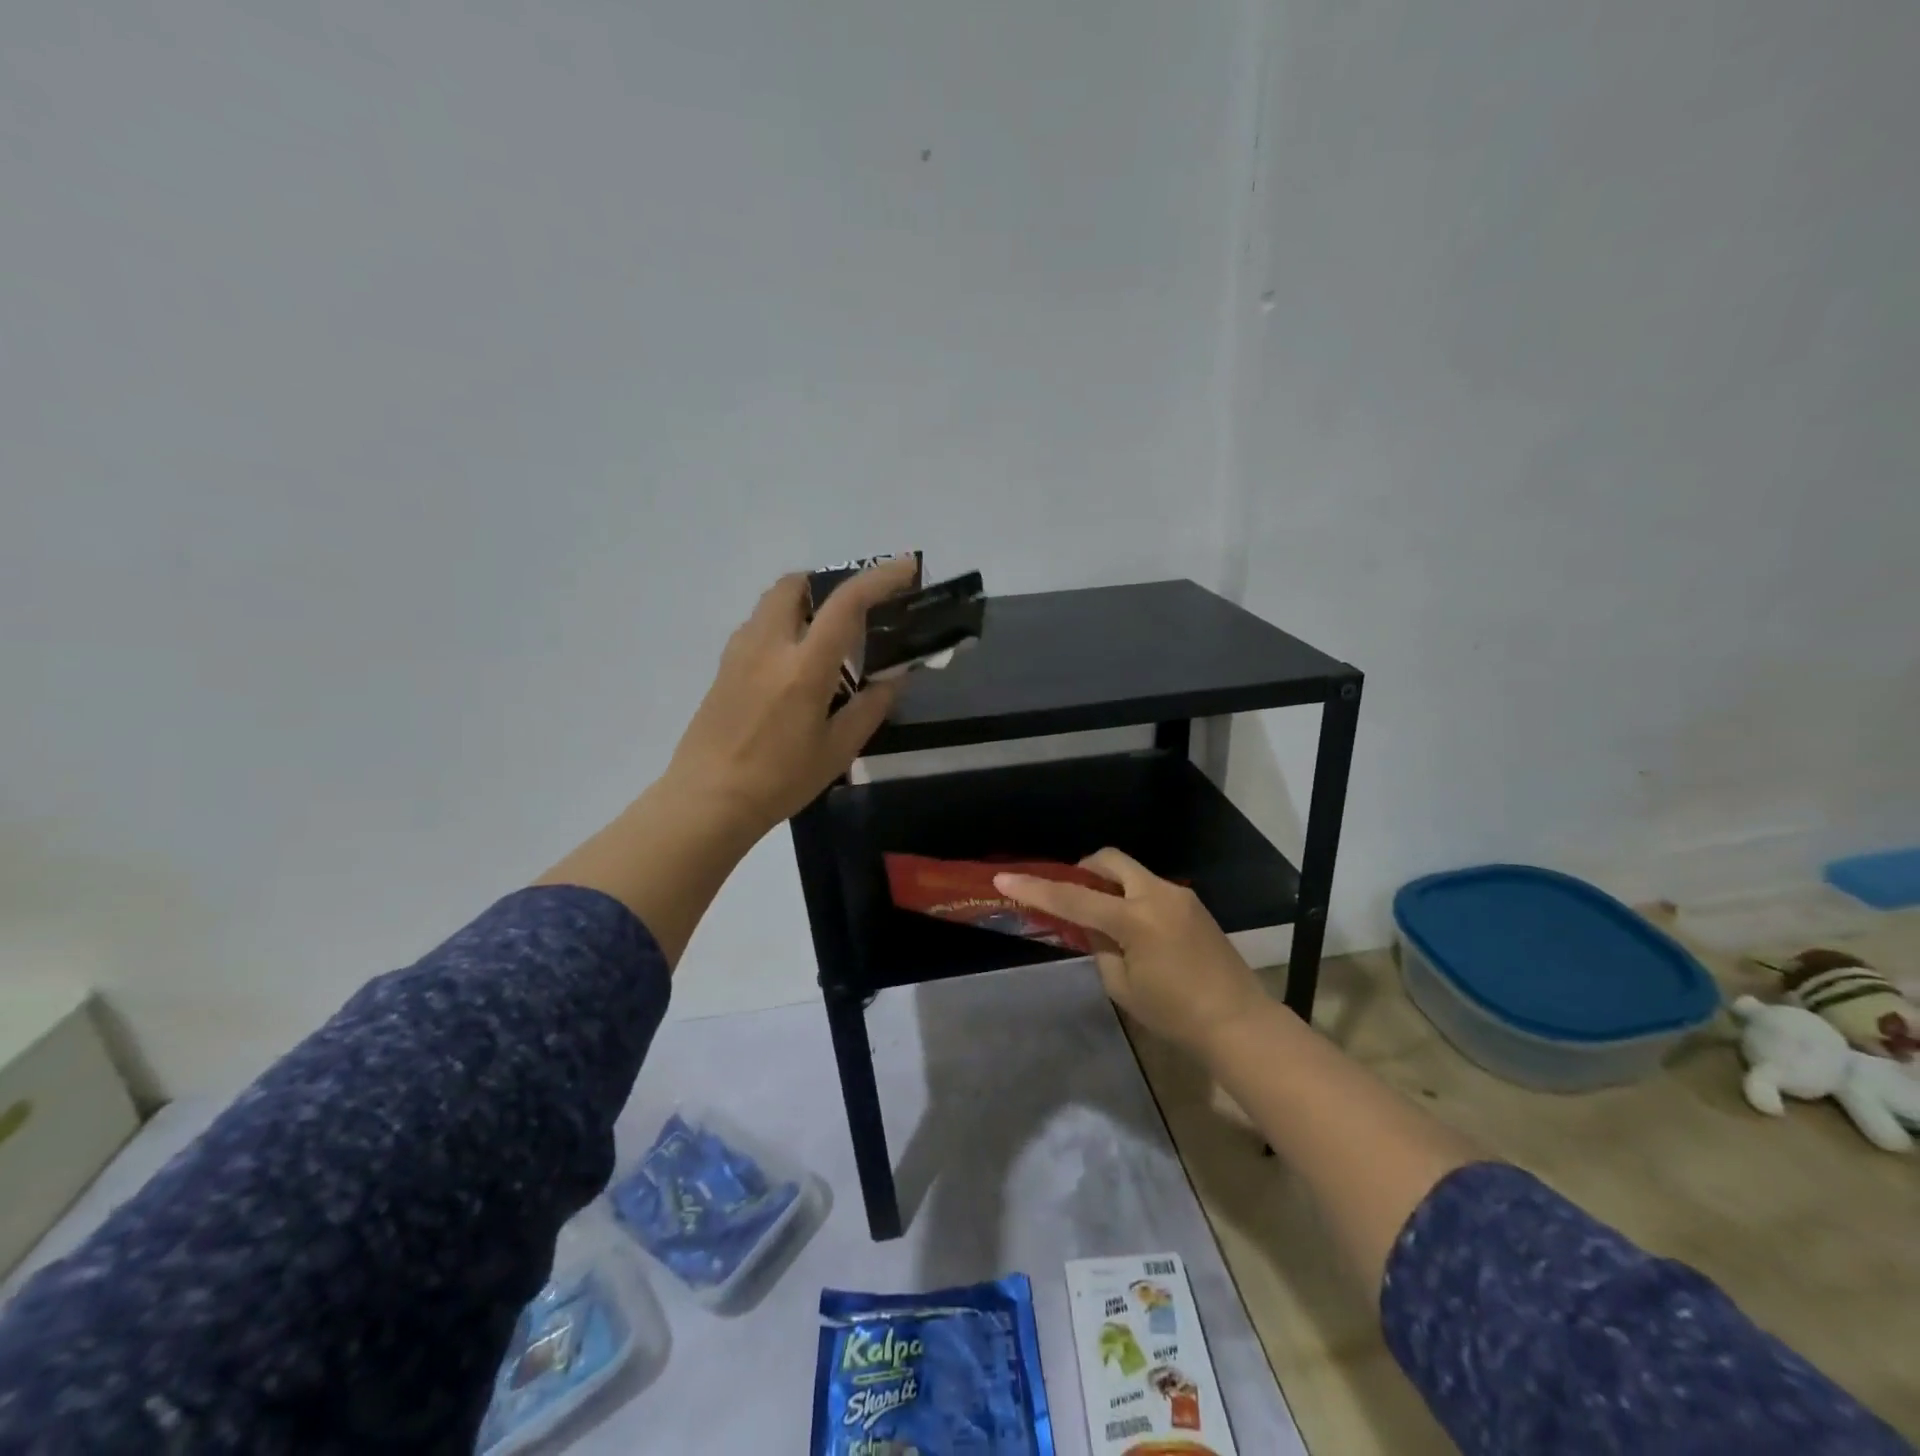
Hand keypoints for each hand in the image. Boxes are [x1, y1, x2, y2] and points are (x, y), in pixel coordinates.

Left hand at [666, 560, 918, 835]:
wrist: (708, 801)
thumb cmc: (779, 780)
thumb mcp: (837, 750)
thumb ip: (870, 707)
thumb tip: (895, 677)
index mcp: (804, 667)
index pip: (846, 604)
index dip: (880, 578)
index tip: (905, 568)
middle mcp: (768, 646)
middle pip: (795, 585)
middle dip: (828, 583)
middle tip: (854, 608)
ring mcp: (739, 654)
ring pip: (770, 603)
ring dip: (801, 603)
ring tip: (825, 636)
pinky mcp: (722, 668)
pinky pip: (756, 627)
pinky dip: (781, 625)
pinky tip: (792, 663)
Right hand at [994, 849, 1266, 1055]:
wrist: (1239, 1023)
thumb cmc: (1175, 1015)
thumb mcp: (1122, 985)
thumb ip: (1099, 946)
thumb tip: (1093, 926)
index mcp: (1136, 919)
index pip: (1074, 898)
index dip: (1036, 889)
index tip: (1004, 879)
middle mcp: (1158, 895)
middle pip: (1109, 860)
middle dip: (1083, 871)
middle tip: (1070, 895)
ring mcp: (1180, 895)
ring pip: (1131, 872)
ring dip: (1109, 885)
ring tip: (1101, 918)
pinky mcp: (1192, 904)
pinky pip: (1150, 887)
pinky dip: (1130, 896)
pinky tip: (1130, 928)